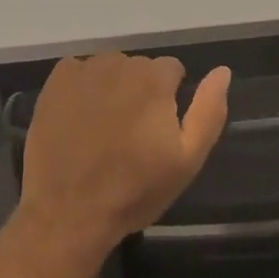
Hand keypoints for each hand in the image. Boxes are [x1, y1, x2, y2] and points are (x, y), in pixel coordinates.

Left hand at [18, 53, 230, 250]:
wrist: (67, 214)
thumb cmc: (134, 190)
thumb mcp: (187, 160)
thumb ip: (209, 111)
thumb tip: (222, 71)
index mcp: (155, 79)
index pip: (172, 70)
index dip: (170, 99)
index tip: (158, 130)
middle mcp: (120, 64)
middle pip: (140, 68)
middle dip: (141, 92)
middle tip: (130, 134)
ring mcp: (84, 71)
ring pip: (110, 68)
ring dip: (112, 88)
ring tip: (103, 128)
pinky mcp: (56, 82)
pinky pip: (78, 71)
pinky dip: (82, 87)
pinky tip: (79, 117)